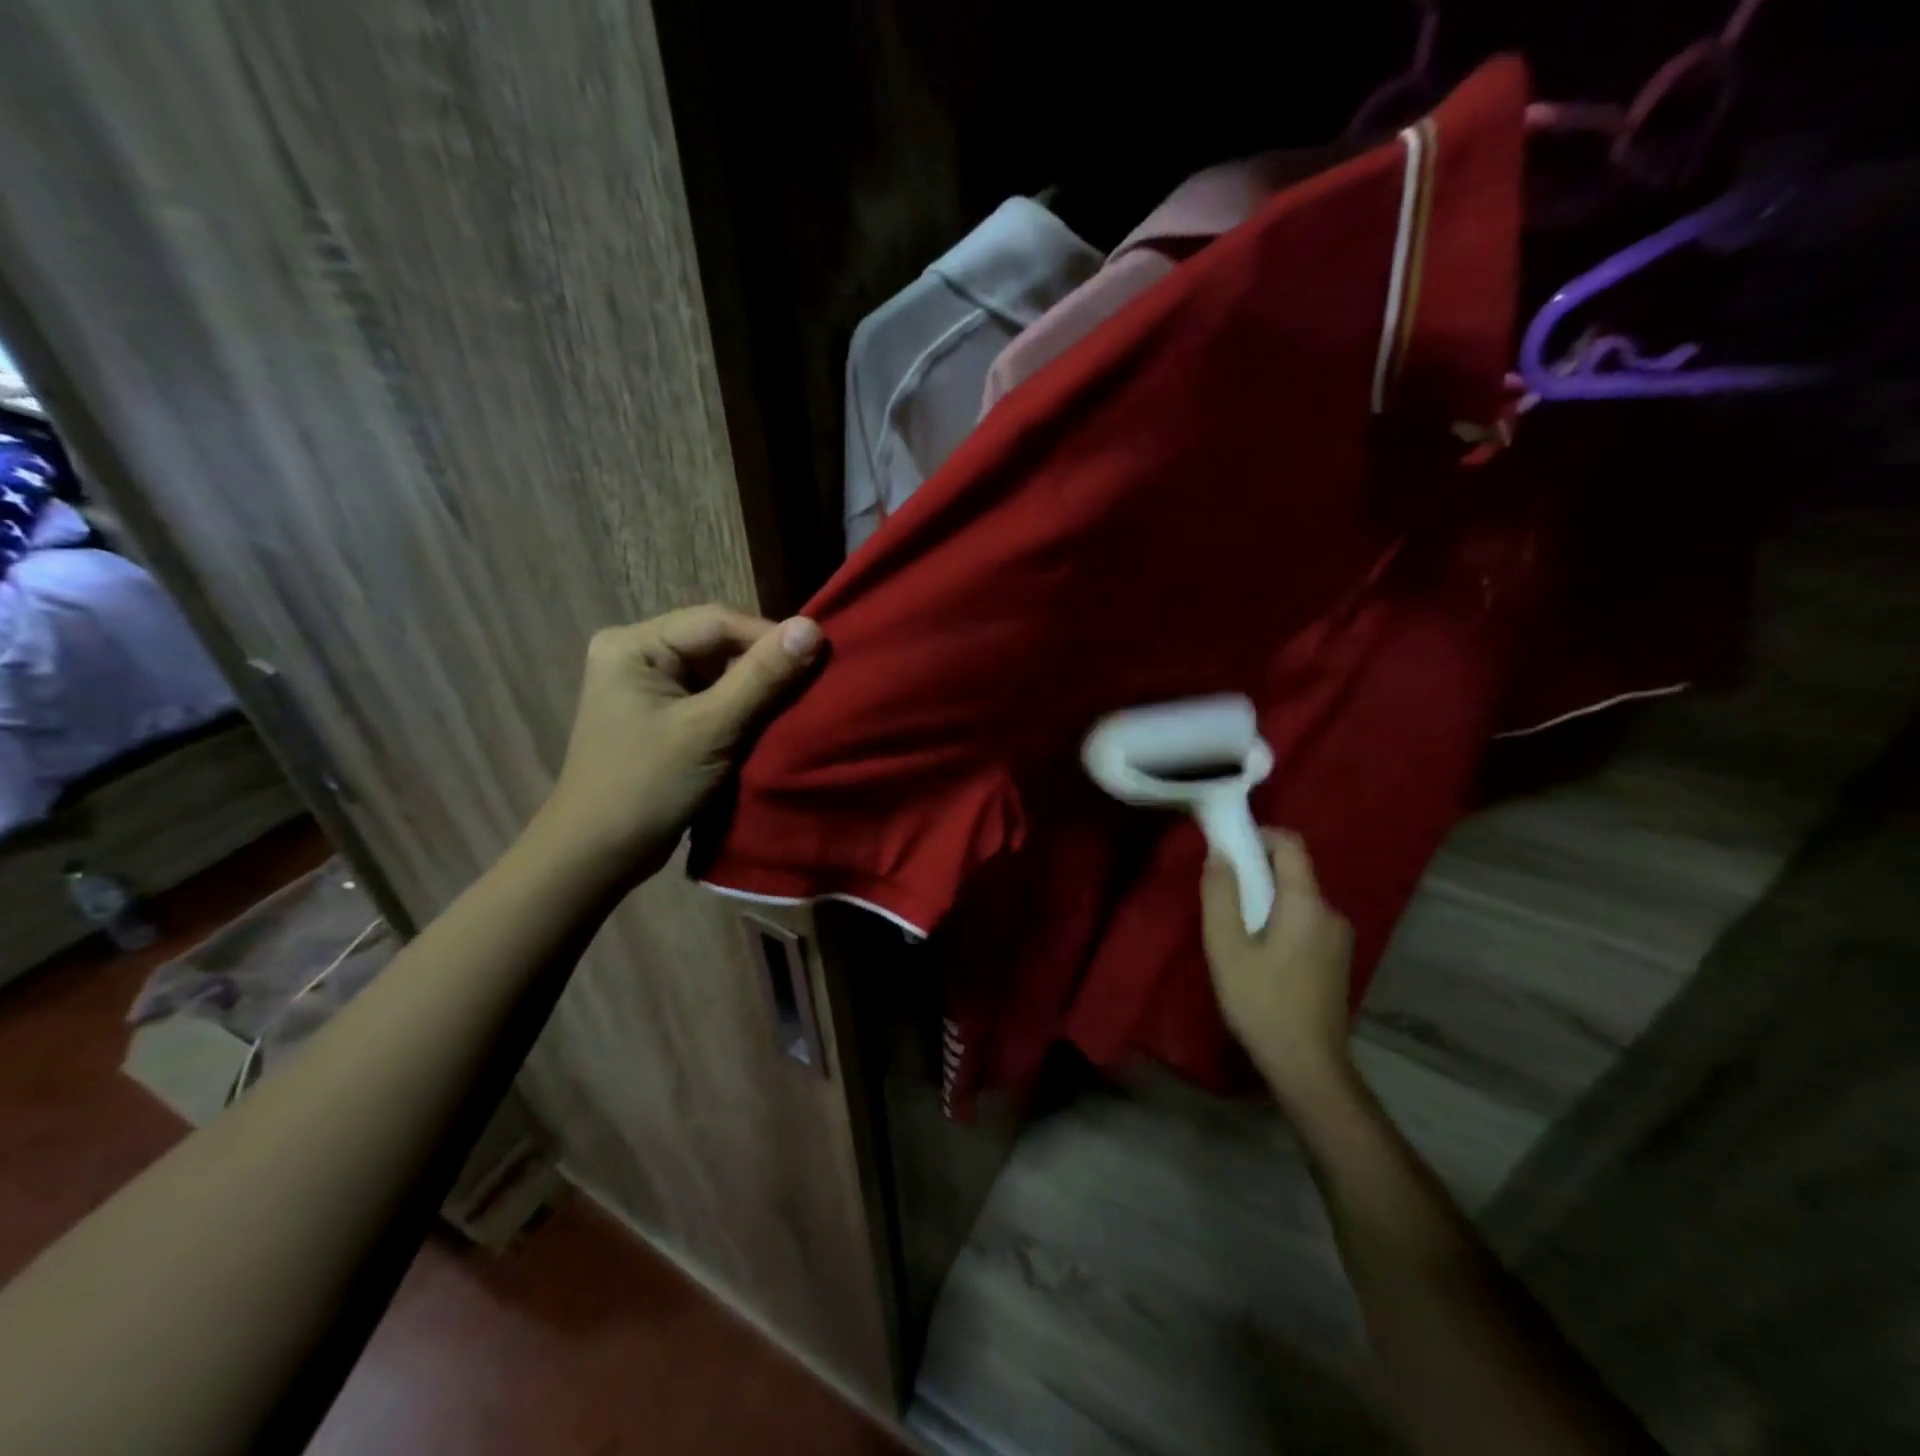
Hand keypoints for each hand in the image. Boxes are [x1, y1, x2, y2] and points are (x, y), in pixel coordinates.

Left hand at [538, 605, 822, 882]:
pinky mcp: (661, 714)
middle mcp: (637, 653)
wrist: (597, 856)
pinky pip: (712, 696)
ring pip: (719, 671)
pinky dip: (742, 708)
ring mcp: (648, 685)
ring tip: (798, 703)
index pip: (716, 621)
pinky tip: (770, 722)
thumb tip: (813, 627)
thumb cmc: (647, 787)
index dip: (769, 636)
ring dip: (757, 688)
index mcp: (634, 645)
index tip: (819, 659)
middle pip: (718, 643)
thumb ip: (762, 677)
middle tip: (813, 683)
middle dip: (764, 663)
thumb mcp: (710, 729)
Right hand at [1201, 830, 1357, 1106]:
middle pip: (1294, 872)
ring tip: (1235, 927)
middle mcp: (1331, 912)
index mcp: (1307, 903)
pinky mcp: (1337, 960)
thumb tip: (1220, 853)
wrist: (1308, 1067)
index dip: (1259, 835)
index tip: (1227, 847)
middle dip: (1257, 871)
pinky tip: (1259, 952)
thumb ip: (1220, 895)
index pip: (1291, 845)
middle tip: (1222, 893)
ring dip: (1267, 899)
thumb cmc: (1261, 1002)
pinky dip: (1280, 920)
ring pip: (1298, 899)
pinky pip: (1305, 921)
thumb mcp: (1226, 947)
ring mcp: (1339, 938)